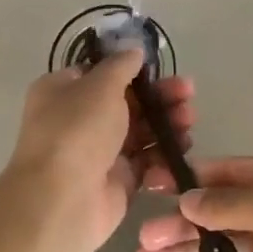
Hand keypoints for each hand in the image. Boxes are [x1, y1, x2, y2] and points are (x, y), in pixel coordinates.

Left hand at [3, 50, 194, 251]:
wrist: (63, 200)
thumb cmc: (77, 131)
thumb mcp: (100, 85)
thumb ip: (121, 65)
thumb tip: (133, 51)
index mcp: (63, 91)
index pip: (100, 74)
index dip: (131, 70)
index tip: (159, 69)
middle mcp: (78, 120)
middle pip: (127, 102)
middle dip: (159, 97)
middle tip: (188, 94)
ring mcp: (98, 152)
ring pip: (140, 132)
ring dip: (167, 124)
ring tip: (189, 121)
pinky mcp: (117, 181)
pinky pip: (145, 162)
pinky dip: (162, 156)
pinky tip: (181, 150)